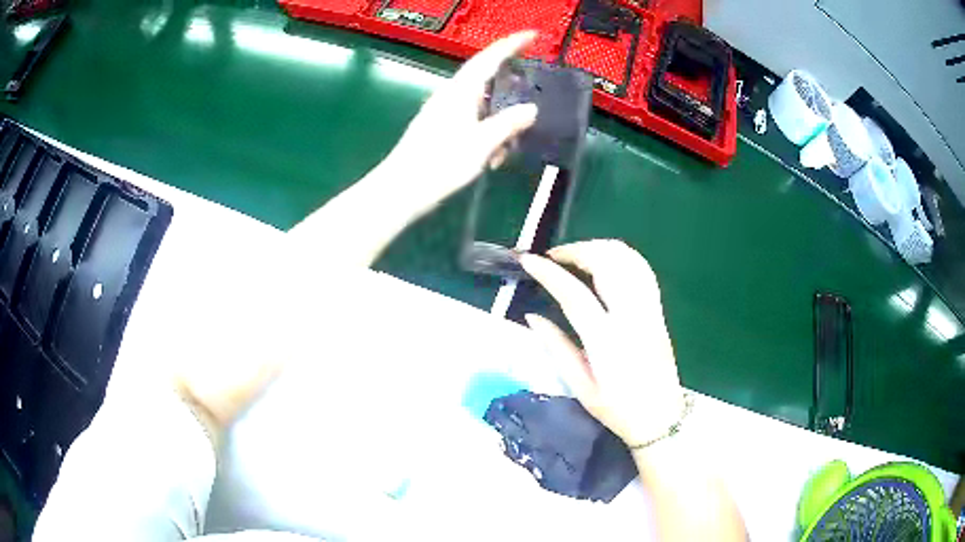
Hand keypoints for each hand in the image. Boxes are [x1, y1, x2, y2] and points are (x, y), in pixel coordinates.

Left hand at [289, 31, 537, 267]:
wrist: (401, 189)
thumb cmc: (440, 163)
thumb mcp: (482, 143)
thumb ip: (508, 124)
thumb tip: (531, 109)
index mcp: (460, 91)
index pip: (489, 58)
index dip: (512, 44)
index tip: (532, 35)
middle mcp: (450, 95)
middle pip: (486, 79)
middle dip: (509, 89)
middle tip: (529, 100)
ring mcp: (443, 111)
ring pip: (481, 105)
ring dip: (499, 122)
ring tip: (507, 150)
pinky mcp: (439, 128)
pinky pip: (471, 121)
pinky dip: (487, 134)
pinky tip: (492, 158)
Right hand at [519, 240, 684, 447]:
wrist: (660, 419)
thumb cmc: (618, 409)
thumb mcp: (580, 386)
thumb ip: (556, 347)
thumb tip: (532, 317)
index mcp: (607, 342)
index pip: (575, 294)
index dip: (549, 273)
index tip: (528, 260)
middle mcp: (632, 318)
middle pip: (607, 264)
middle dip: (576, 250)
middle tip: (554, 258)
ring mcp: (649, 311)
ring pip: (628, 260)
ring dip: (599, 248)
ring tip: (577, 256)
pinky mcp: (658, 311)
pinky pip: (642, 269)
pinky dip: (622, 256)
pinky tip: (606, 261)